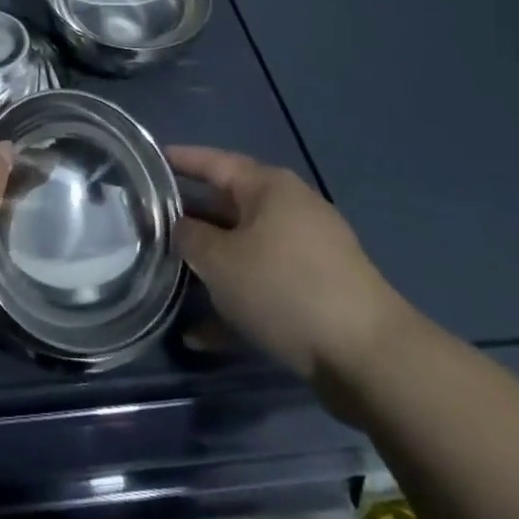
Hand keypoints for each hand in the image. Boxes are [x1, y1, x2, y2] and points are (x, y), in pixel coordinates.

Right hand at [169, 146, 411, 408]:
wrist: (369, 359)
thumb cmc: (285, 289)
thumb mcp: (222, 261)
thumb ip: (190, 238)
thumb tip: (179, 228)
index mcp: (268, 187)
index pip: (214, 161)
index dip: (180, 160)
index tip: (148, 160)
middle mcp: (288, 211)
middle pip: (228, 207)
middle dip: (190, 220)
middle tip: (150, 225)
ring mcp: (306, 254)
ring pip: (244, 252)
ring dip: (210, 268)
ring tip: (169, 279)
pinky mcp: (316, 296)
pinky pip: (264, 289)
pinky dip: (235, 305)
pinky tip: (202, 337)